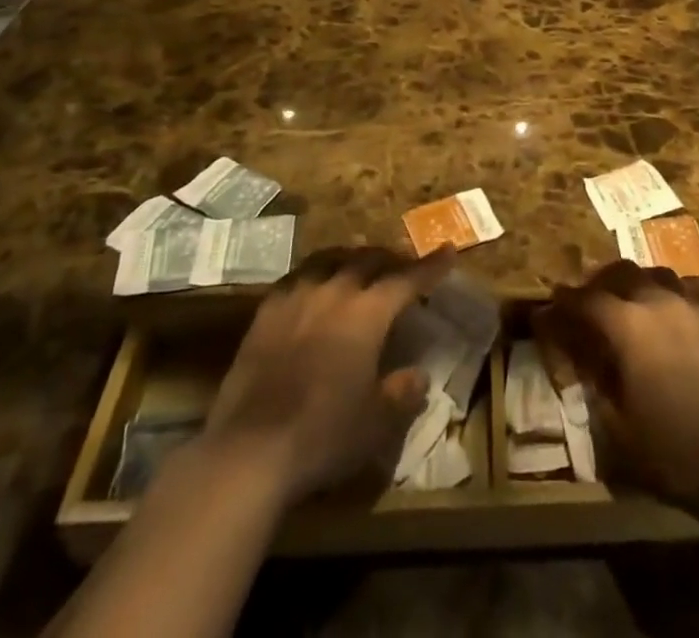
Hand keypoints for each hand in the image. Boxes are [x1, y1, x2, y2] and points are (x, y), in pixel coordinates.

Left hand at [199, 246, 454, 506]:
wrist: (250, 448)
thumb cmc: (323, 434)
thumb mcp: (376, 422)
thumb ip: (402, 394)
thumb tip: (418, 376)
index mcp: (368, 312)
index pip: (407, 279)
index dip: (430, 267)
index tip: (448, 251)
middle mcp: (335, 291)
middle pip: (368, 260)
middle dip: (390, 258)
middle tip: (402, 262)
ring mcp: (296, 297)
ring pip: (331, 260)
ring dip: (352, 258)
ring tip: (359, 264)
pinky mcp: (266, 312)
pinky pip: (297, 277)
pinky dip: (316, 274)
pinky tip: (314, 286)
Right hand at [538, 261, 698, 505]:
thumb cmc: (673, 454)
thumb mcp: (617, 431)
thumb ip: (596, 388)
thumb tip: (585, 365)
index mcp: (628, 326)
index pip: (587, 299)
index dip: (566, 300)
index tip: (554, 302)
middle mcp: (659, 304)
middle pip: (623, 272)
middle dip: (601, 282)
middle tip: (592, 301)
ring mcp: (695, 310)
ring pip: (658, 278)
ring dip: (638, 286)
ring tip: (632, 308)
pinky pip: (686, 300)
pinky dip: (668, 305)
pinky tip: (670, 332)